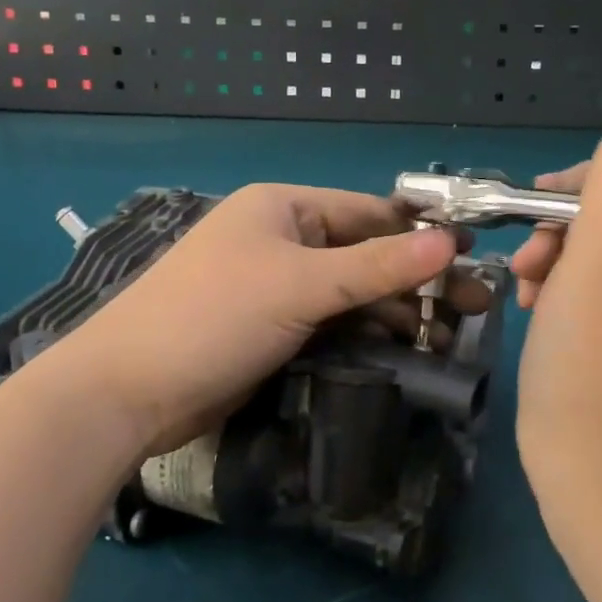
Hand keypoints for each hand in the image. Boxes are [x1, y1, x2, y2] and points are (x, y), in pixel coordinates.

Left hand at [43, 185, 488, 453]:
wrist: (126, 393)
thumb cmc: (215, 316)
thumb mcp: (301, 285)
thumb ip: (378, 266)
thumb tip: (450, 242)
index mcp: (283, 208)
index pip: (367, 212)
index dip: (419, 233)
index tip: (472, 257)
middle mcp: (282, 240)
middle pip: (363, 254)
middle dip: (415, 279)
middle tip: (475, 308)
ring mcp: (275, 287)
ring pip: (349, 293)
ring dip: (395, 312)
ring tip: (448, 339)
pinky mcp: (271, 330)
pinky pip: (330, 323)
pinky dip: (364, 335)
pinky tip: (404, 352)